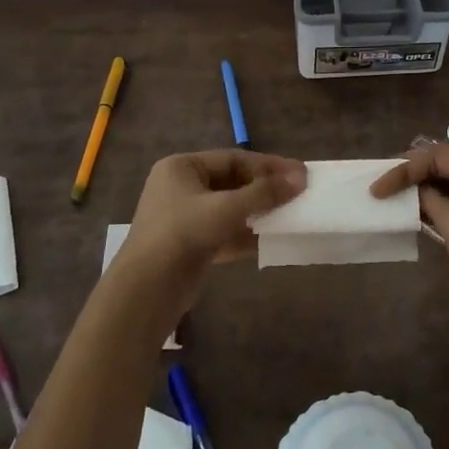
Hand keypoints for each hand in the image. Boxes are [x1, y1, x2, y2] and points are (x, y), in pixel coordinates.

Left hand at [119, 150, 307, 281]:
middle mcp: (182, 188)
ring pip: (231, 209)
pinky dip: (248, 234)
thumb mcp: (227, 208)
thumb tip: (300, 178)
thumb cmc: (183, 234)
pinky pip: (226, 232)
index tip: (300, 172)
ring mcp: (186, 218)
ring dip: (259, 212)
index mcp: (182, 168)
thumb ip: (264, 193)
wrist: (148, 289)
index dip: (268, 165)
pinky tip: (273, 238)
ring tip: (292, 213)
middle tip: (299, 191)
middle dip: (265, 189)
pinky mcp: (192, 245)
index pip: (233, 159)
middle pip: (232, 183)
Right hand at [371, 146, 448, 353]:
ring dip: (426, 191)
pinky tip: (418, 213)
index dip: (405, 169)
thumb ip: (428, 199)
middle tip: (383, 187)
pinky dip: (441, 206)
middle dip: (415, 176)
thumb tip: (414, 190)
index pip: (439, 156)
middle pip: (448, 166)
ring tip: (395, 197)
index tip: (377, 188)